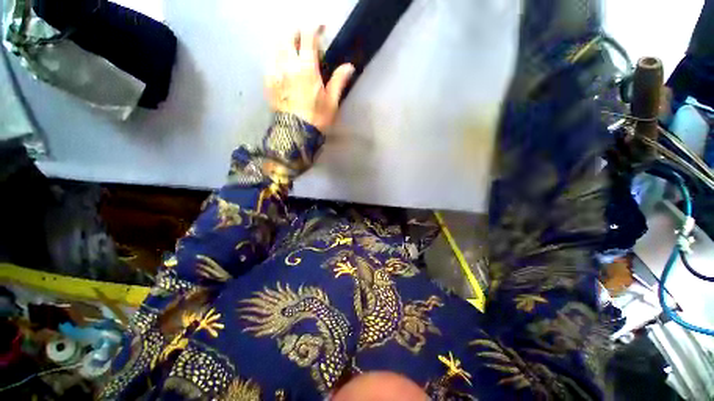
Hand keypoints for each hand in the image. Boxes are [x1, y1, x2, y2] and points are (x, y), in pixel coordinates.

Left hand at [265, 26, 354, 132]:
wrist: (295, 134)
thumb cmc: (316, 118)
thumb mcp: (331, 102)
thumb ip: (339, 81)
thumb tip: (349, 66)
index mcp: (306, 68)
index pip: (308, 35)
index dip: (315, 27)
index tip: (322, 28)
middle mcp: (287, 65)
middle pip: (287, 35)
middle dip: (297, 32)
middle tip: (306, 40)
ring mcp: (274, 72)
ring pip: (276, 45)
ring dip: (286, 43)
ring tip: (295, 53)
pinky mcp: (268, 81)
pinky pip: (270, 60)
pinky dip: (278, 57)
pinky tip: (285, 67)